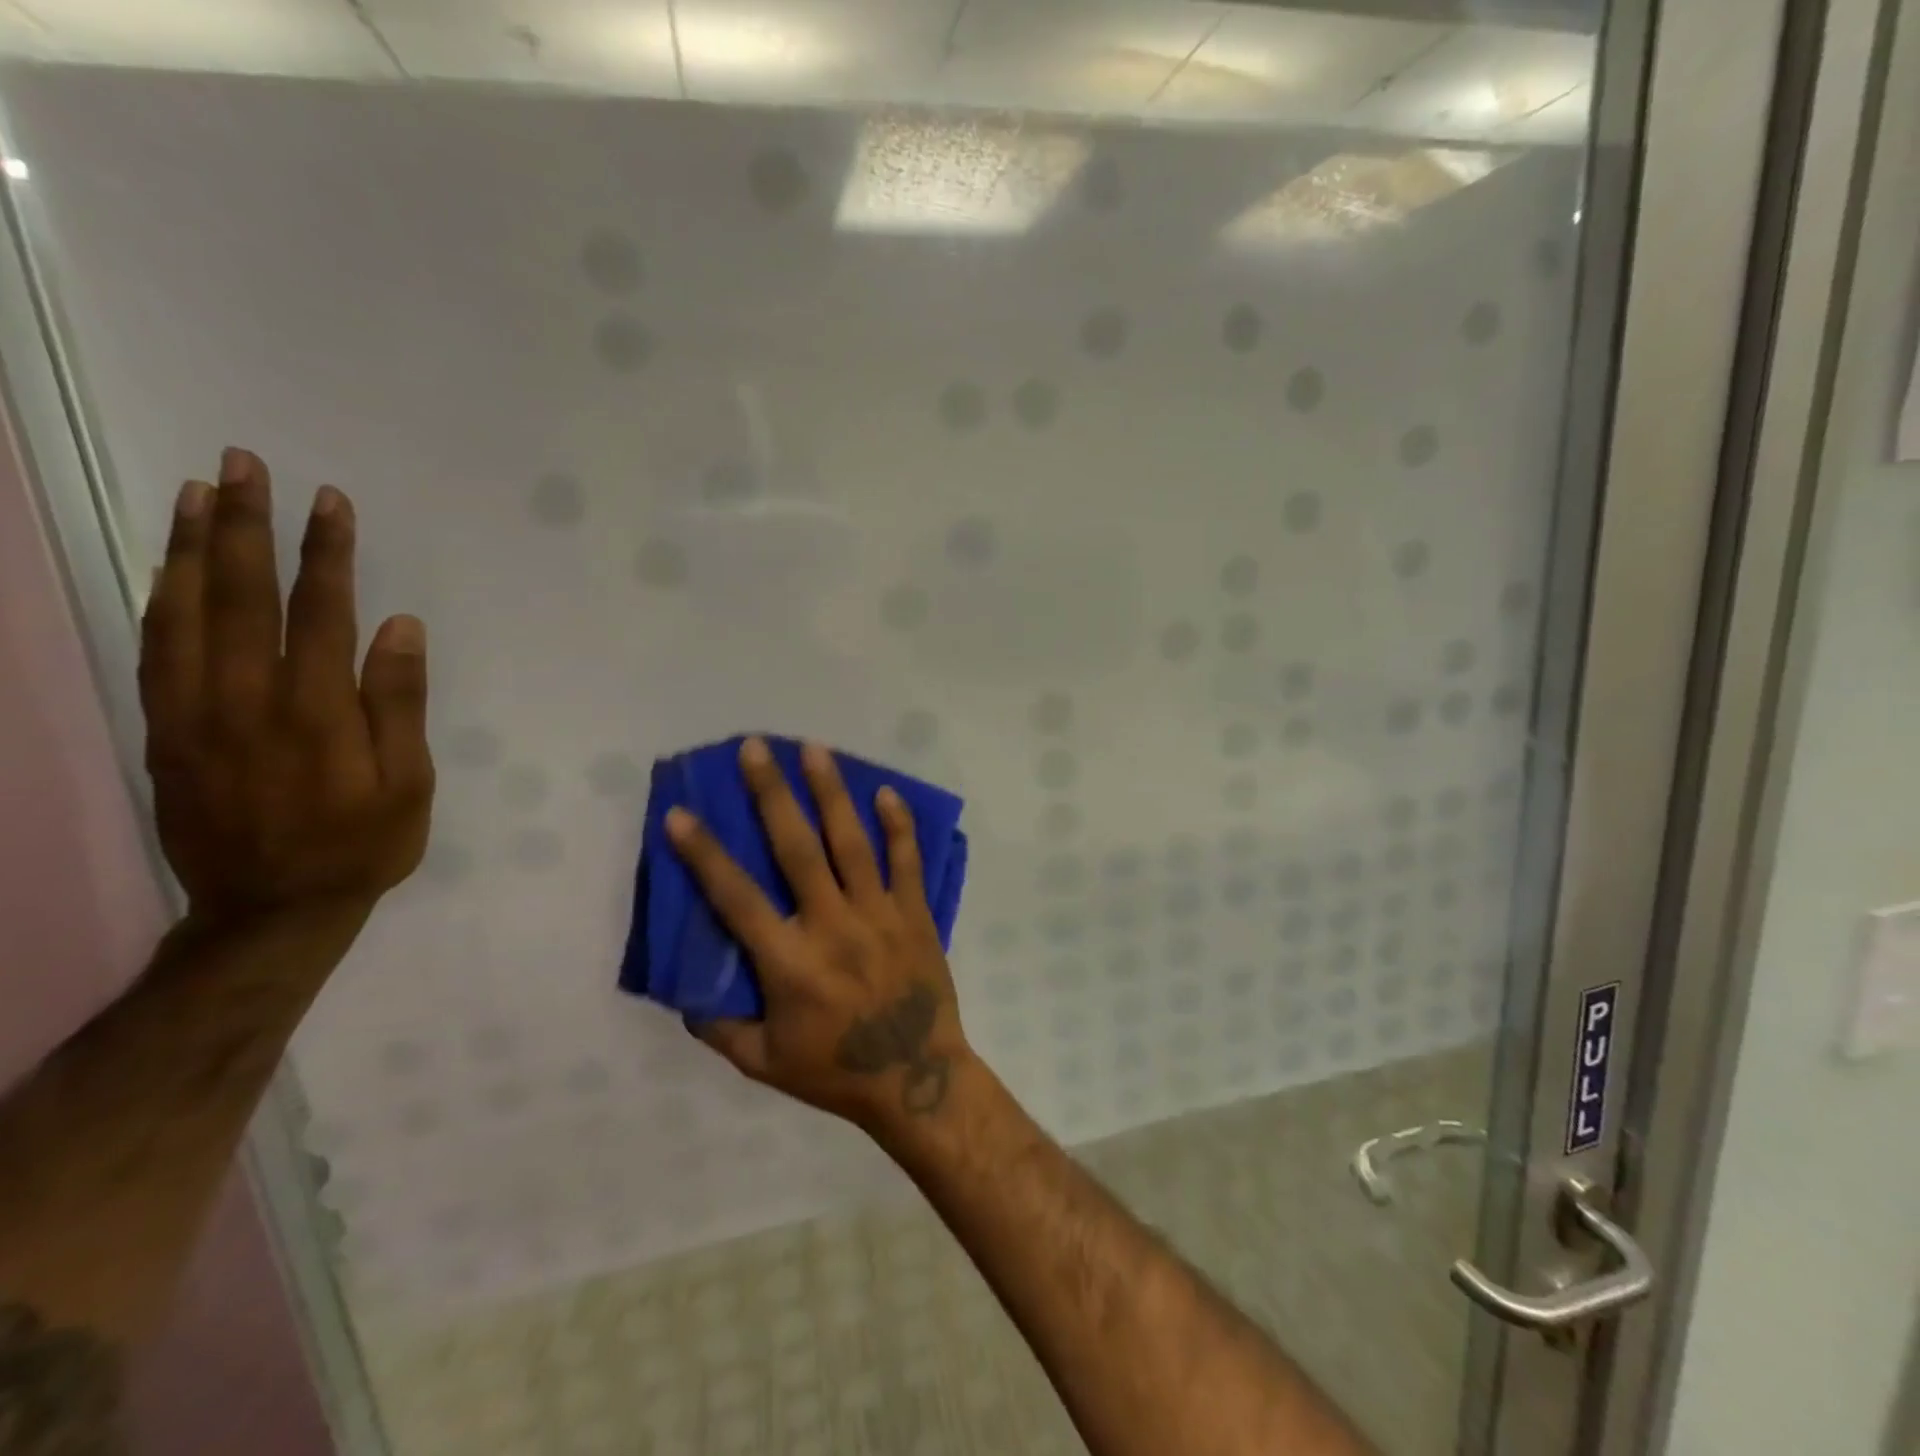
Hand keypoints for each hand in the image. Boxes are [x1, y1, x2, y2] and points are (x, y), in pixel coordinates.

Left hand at [139, 447, 433, 925]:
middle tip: (242, 465)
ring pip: (182, 612)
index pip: (318, 610)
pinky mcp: (165, 730)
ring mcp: (193, 712)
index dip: (325, 552)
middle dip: (245, 525)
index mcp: (314, 711)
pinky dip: (160, 598)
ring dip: (191, 548)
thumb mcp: (408, 783)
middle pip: (239, 595)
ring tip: (198, 493)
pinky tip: (172, 569)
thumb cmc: (363, 844)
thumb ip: (399, 703)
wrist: (273, 908)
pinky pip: (153, 648)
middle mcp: (244, 698)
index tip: (329, 501)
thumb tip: (400, 627)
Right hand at [666, 736, 974, 1134]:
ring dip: (831, 793)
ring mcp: (878, 915)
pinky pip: (906, 861)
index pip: (737, 898)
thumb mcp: (763, 1063)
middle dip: (773, 794)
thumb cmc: (836, 1072)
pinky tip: (886, 792)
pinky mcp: (914, 914)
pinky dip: (898, 826)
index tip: (680, 814)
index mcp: (789, 963)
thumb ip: (719, 1028)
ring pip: (852, 843)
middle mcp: (832, 926)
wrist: (918, 1078)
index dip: (705, 856)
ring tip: (815, 750)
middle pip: (797, 849)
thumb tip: (685, 993)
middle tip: (756, 748)